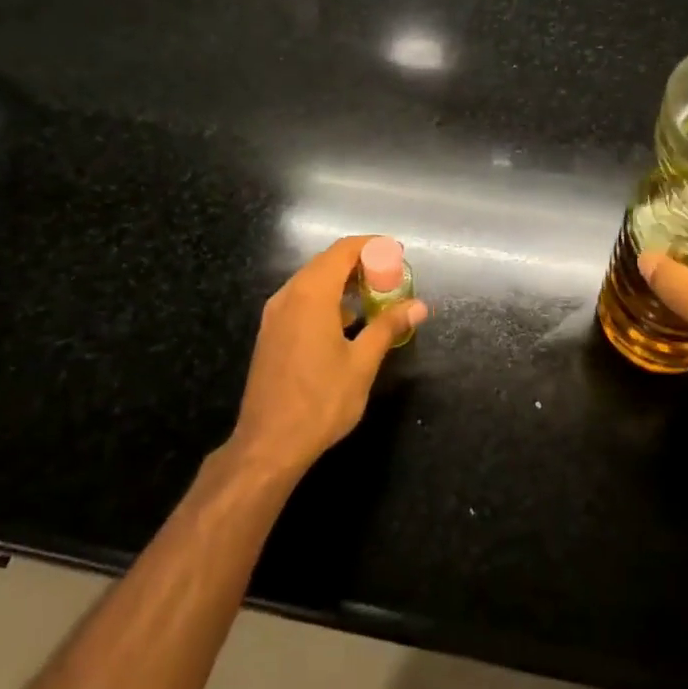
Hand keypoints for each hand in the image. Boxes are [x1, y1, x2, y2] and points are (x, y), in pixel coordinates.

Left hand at [229, 235, 427, 478]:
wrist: (269, 443)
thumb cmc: (321, 401)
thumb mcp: (362, 363)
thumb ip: (388, 327)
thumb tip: (418, 306)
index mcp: (311, 295)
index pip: (343, 250)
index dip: (372, 246)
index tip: (397, 253)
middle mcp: (288, 296)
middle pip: (326, 262)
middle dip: (360, 263)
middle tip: (390, 277)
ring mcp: (275, 315)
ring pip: (311, 281)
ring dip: (342, 282)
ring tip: (374, 296)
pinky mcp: (270, 334)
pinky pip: (301, 301)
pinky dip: (326, 300)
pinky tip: (346, 321)